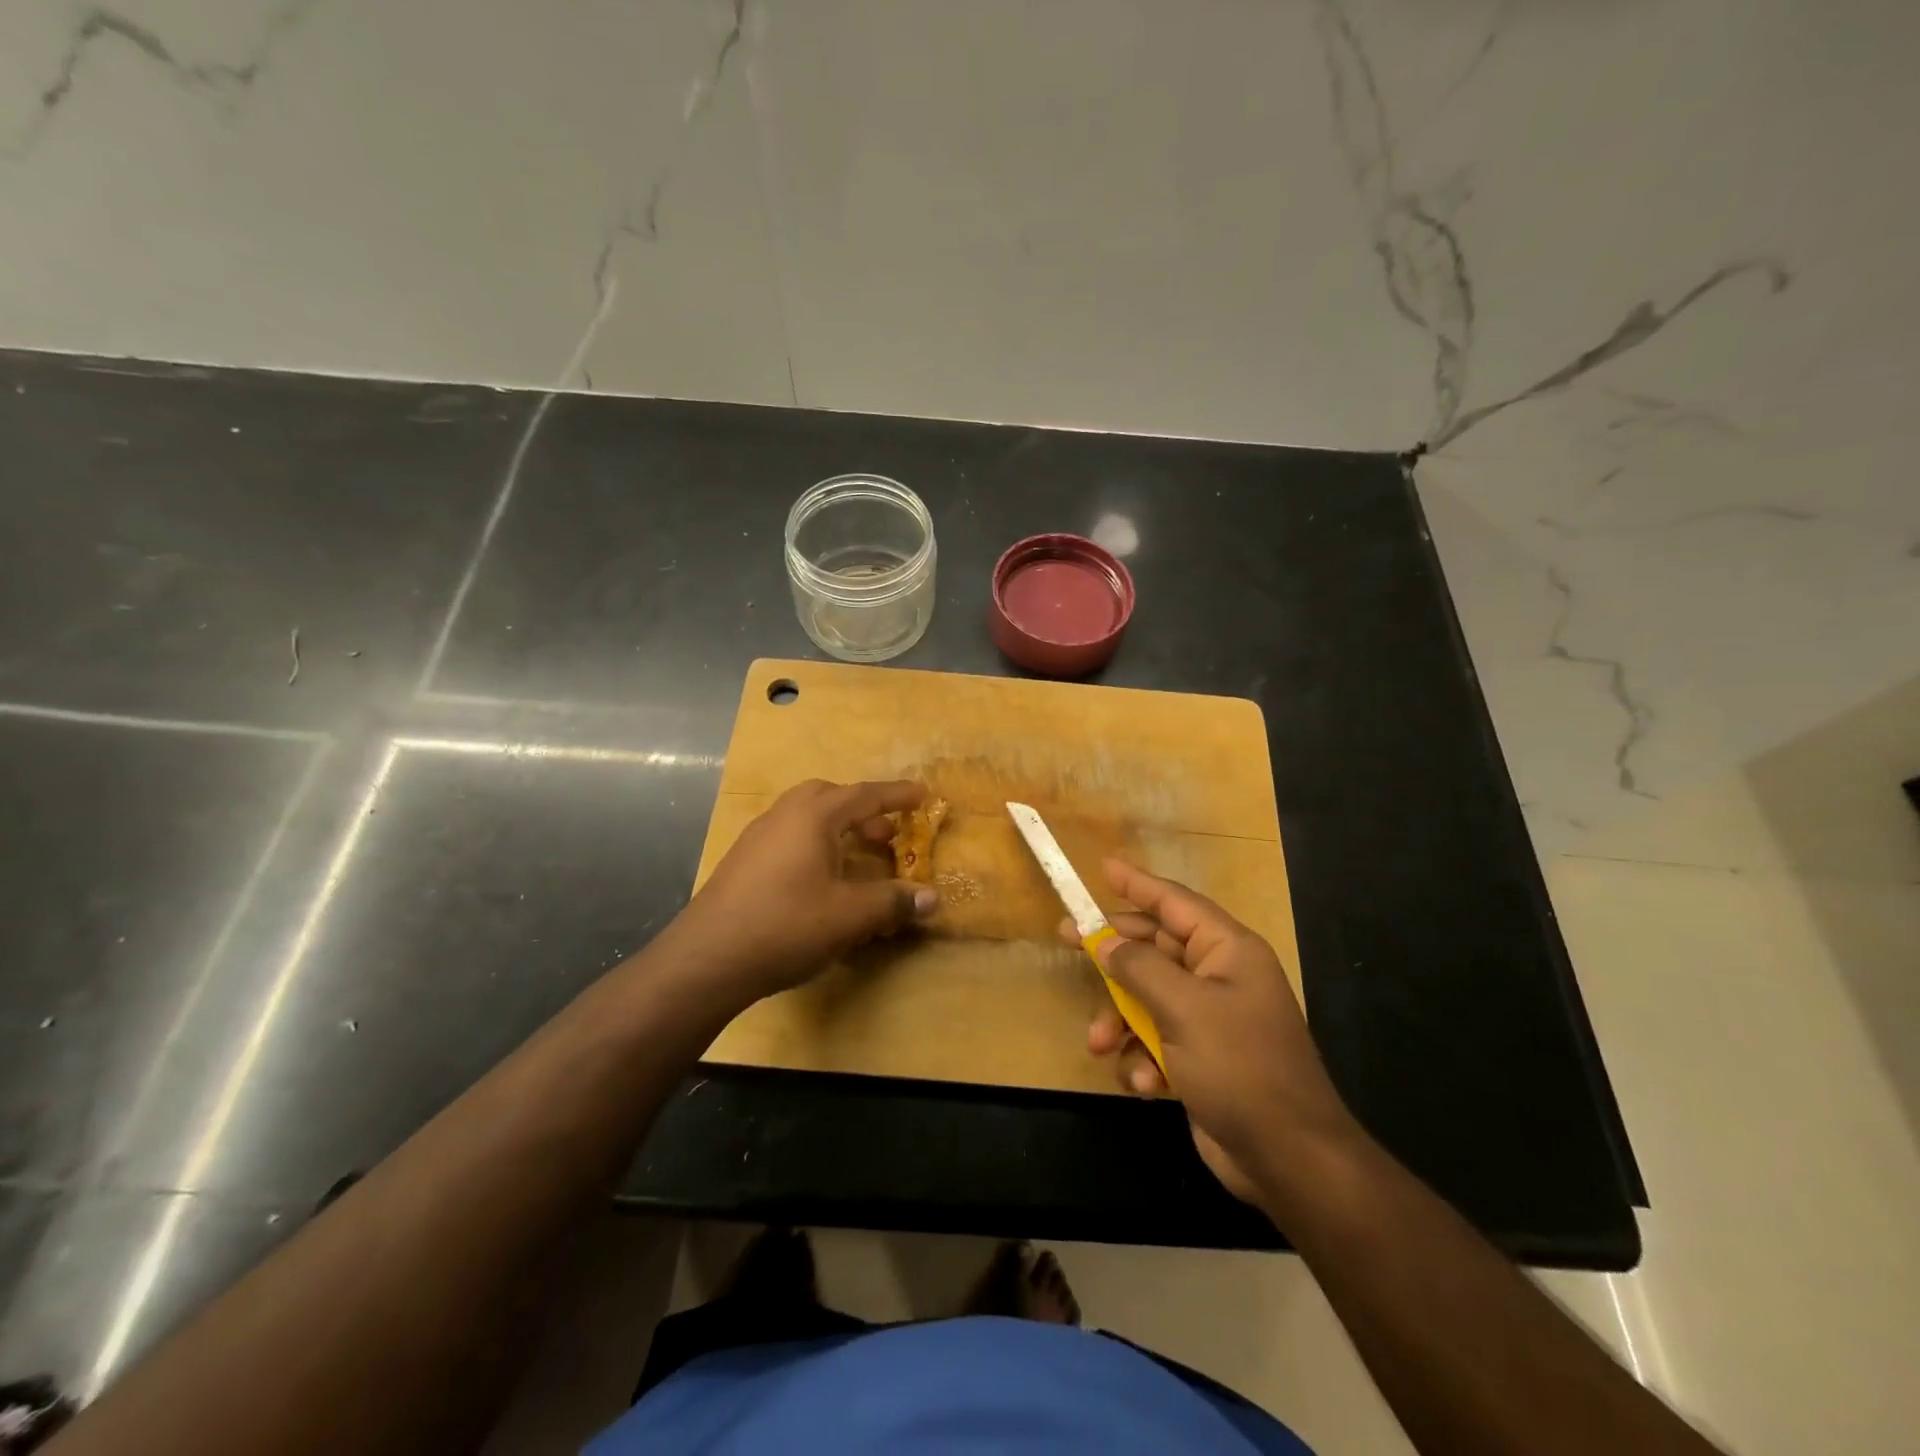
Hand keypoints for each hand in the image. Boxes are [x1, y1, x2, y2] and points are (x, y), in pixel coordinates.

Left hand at [664, 779, 936, 1004]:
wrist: (707, 958)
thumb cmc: (785, 925)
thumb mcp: (849, 916)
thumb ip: (892, 902)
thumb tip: (932, 898)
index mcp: (812, 816)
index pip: (864, 795)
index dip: (897, 795)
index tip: (923, 795)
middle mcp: (783, 816)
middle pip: (829, 797)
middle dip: (862, 810)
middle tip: (886, 834)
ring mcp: (757, 838)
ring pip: (805, 817)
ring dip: (837, 828)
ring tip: (857, 858)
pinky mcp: (743, 863)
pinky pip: (788, 838)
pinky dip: (814, 845)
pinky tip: (819, 881)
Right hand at [1064, 860, 1356, 1203]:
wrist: (1288, 1160)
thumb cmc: (1240, 1067)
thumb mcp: (1184, 1009)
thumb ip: (1139, 968)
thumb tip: (1105, 942)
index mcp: (1227, 951)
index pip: (1175, 903)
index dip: (1137, 884)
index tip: (1103, 867)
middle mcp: (1219, 976)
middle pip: (1154, 948)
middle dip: (1113, 955)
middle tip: (1067, 939)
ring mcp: (1209, 1019)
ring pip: (1146, 998)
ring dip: (1119, 1020)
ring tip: (1098, 1043)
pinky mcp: (1199, 1058)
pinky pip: (1156, 1040)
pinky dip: (1142, 1058)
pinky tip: (1143, 1083)